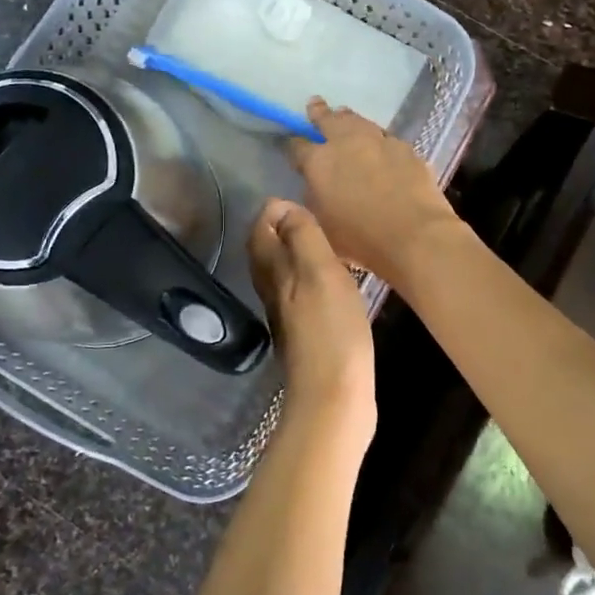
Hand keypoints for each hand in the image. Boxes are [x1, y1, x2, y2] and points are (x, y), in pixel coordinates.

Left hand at [247, 197, 374, 439]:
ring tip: (326, 242)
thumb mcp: (319, 270)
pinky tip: (333, 281)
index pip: (260, 228)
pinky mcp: (305, 333)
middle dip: (283, 228)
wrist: (334, 394)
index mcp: (271, 270)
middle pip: (268, 250)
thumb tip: (282, 206)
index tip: (302, 199)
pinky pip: (301, 292)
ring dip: (298, 252)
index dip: (276, 209)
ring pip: (284, 272)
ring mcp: (287, 314)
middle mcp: (271, 289)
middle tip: (313, 215)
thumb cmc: (330, 327)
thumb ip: (301, 235)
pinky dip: (311, 277)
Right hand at [285, 99, 458, 283]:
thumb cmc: (359, 239)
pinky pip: (385, 136)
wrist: (413, 234)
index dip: (292, 145)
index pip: (297, 146)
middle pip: (328, 119)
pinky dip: (377, 137)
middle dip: (319, 112)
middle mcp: (345, 142)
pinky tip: (379, 143)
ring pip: (358, 120)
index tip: (292, 146)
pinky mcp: (404, 147)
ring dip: (348, 118)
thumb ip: (313, 200)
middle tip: (315, 104)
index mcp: (318, 162)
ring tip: (344, 115)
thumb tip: (313, 187)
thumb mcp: (321, 225)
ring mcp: (378, 141)